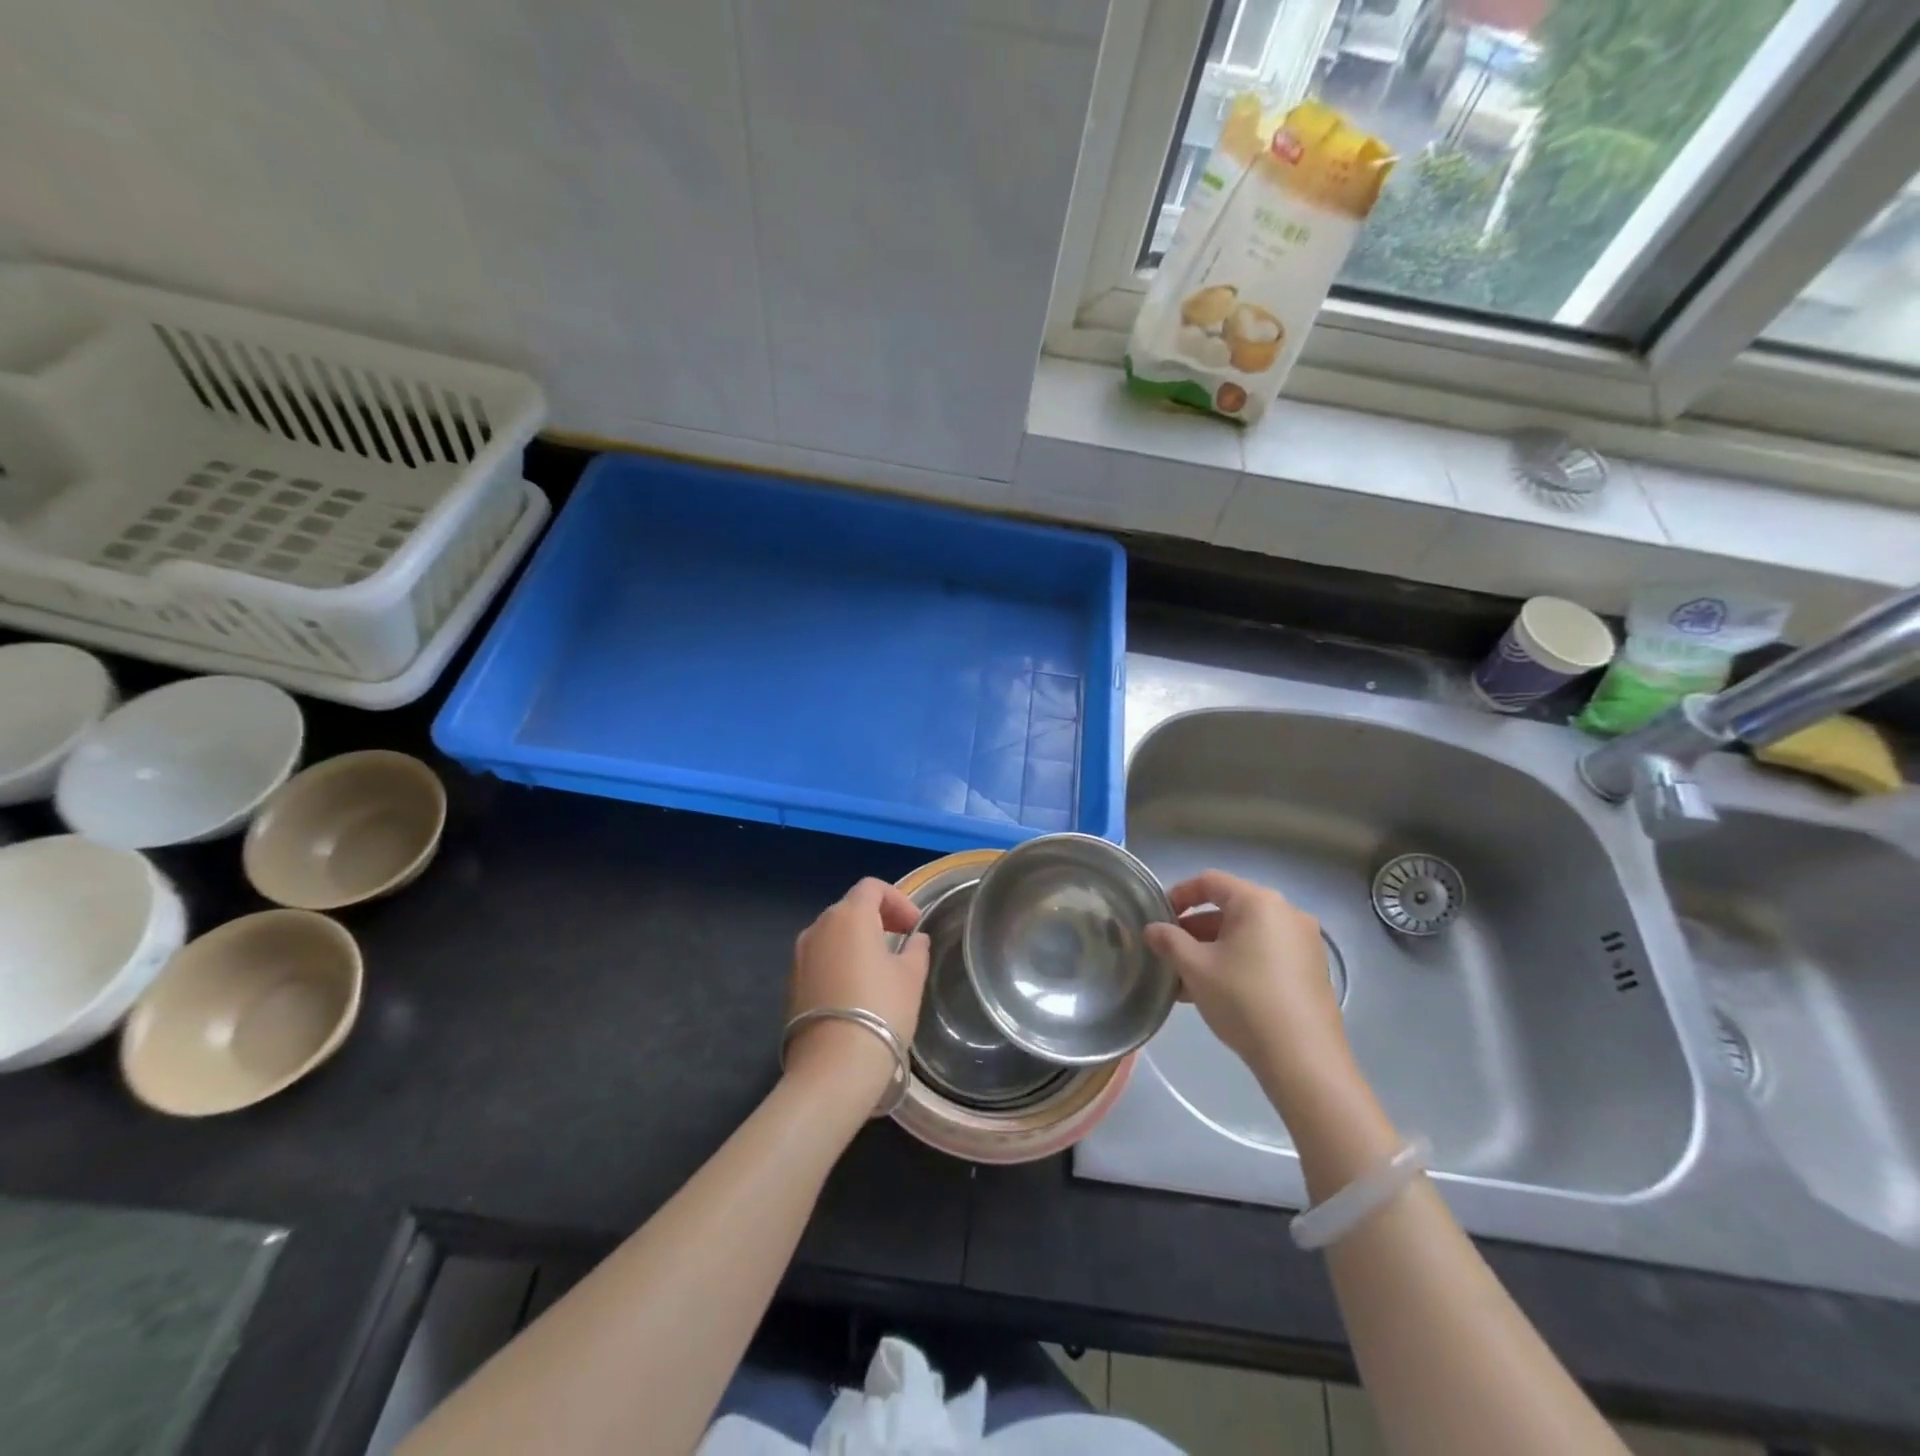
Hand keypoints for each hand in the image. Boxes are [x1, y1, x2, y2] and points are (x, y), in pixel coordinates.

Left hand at [784, 878, 930, 1110]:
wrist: (834, 1065)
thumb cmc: (881, 1010)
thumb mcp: (911, 977)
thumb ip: (915, 950)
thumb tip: (915, 940)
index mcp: (849, 915)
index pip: (872, 888)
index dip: (897, 900)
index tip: (914, 926)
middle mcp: (818, 927)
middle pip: (850, 908)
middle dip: (877, 918)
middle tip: (901, 942)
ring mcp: (799, 955)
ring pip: (832, 934)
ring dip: (857, 940)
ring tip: (880, 967)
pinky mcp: (791, 983)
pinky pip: (820, 958)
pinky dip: (839, 961)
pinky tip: (856, 990)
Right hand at [1144, 870, 1350, 1094]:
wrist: (1303, 1058)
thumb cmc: (1243, 1000)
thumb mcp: (1195, 968)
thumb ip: (1169, 941)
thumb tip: (1152, 930)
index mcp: (1259, 902)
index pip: (1210, 881)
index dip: (1179, 894)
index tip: (1159, 917)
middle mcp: (1286, 913)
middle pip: (1230, 908)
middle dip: (1195, 928)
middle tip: (1171, 952)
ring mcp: (1304, 942)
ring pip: (1247, 934)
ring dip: (1214, 949)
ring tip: (1188, 978)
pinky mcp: (1312, 970)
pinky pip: (1266, 953)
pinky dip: (1239, 962)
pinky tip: (1218, 992)